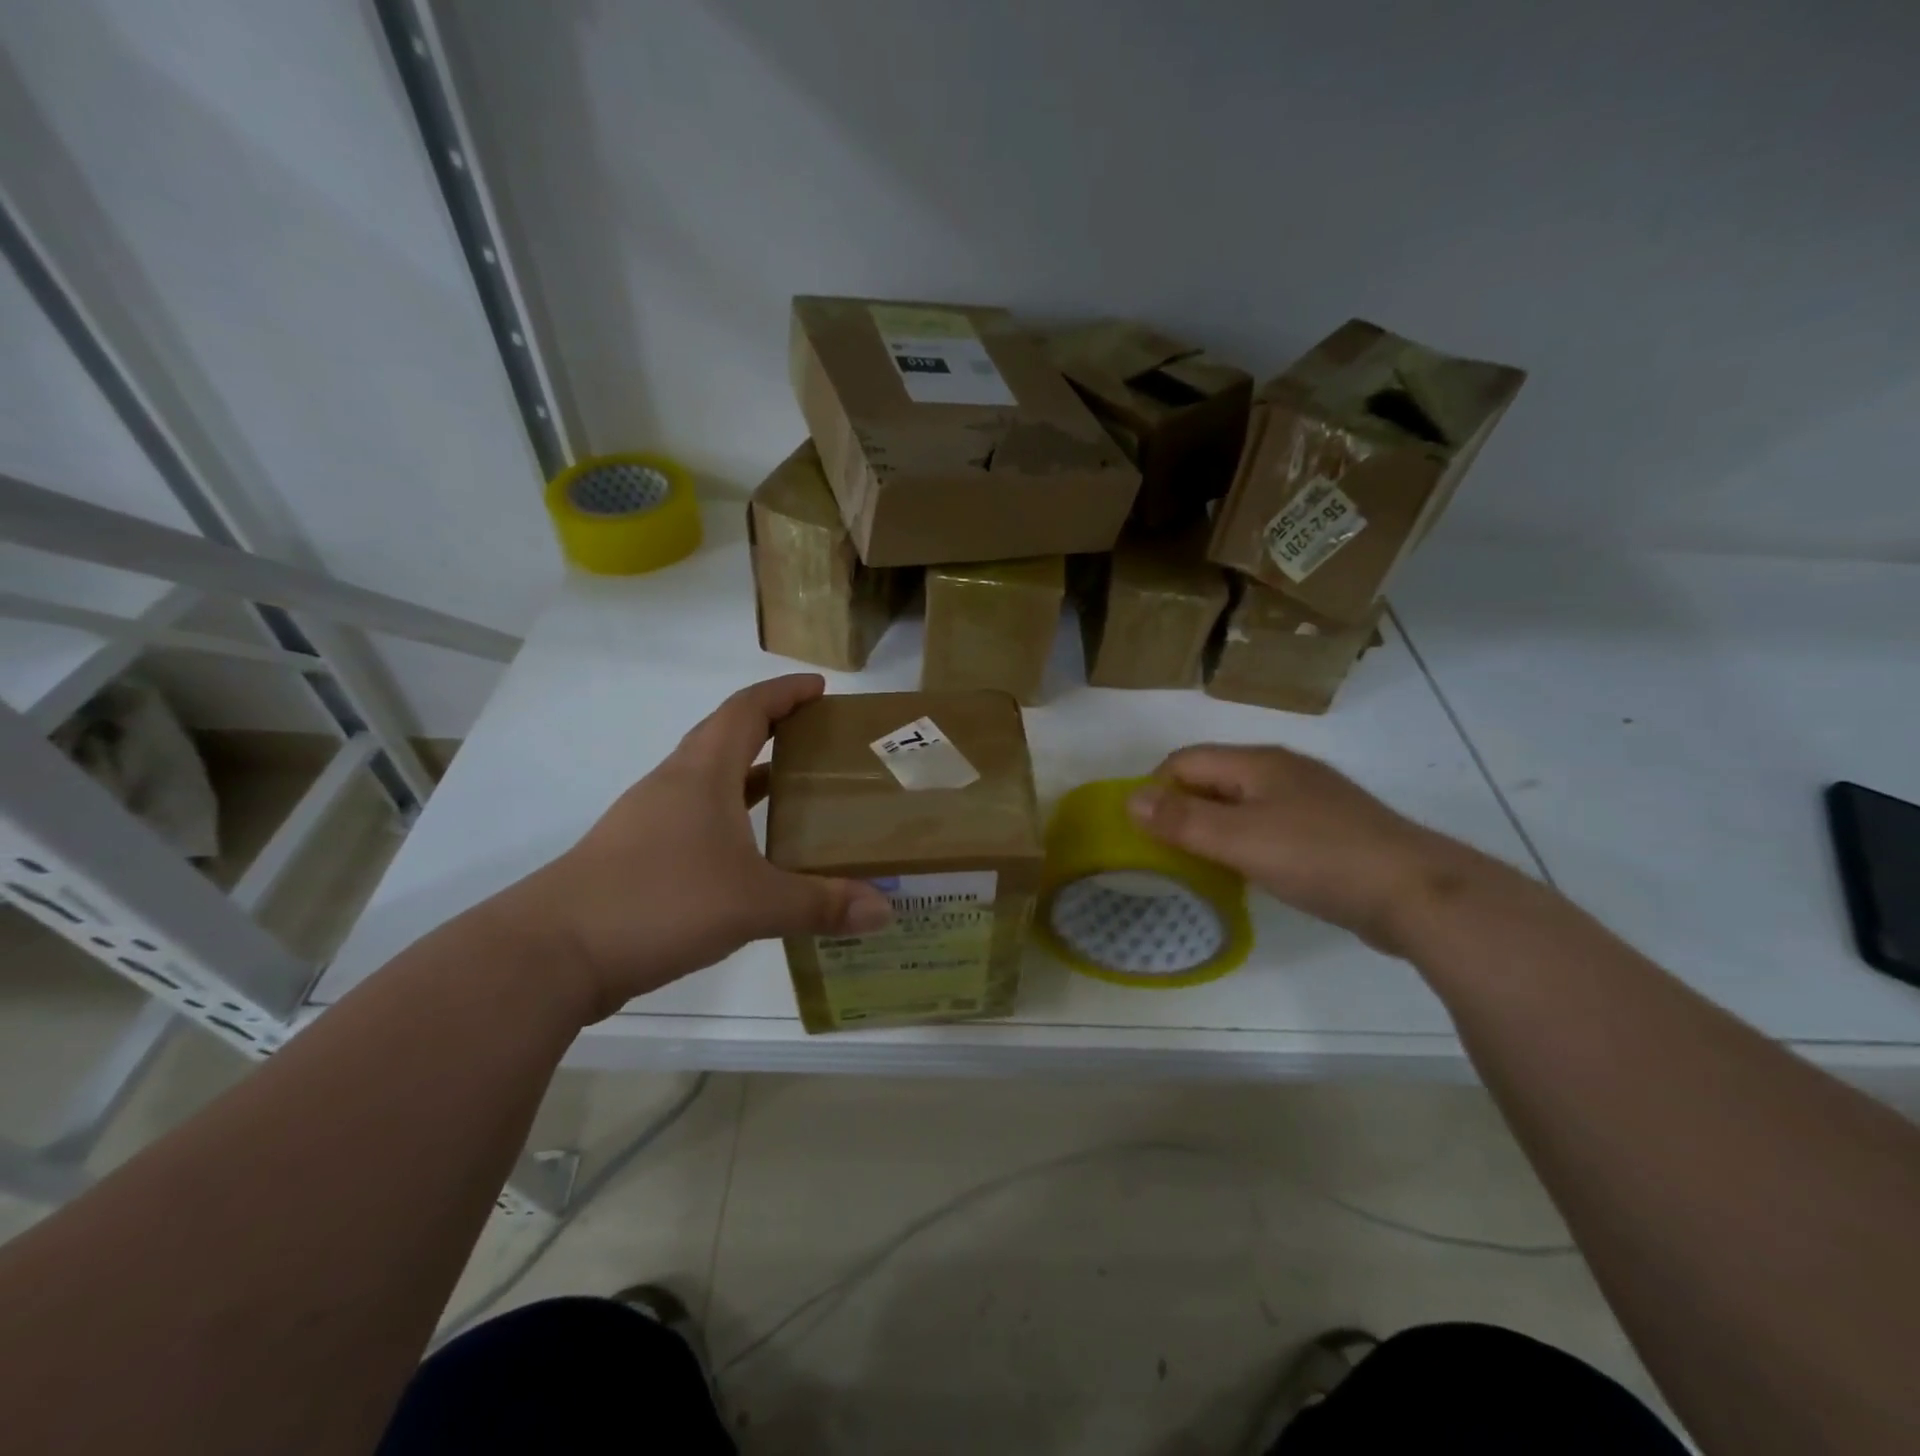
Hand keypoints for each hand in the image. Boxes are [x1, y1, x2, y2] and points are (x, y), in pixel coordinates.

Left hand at [506, 675, 892, 1019]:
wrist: (552, 952)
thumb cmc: (659, 902)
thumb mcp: (753, 904)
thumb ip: (820, 904)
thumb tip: (885, 909)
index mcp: (702, 773)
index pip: (746, 710)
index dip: (784, 693)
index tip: (820, 688)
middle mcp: (674, 784)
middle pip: (725, 736)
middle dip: (772, 728)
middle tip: (818, 739)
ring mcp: (649, 820)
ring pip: (709, 780)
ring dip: (749, 775)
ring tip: (795, 791)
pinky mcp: (636, 855)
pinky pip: (695, 817)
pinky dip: (729, 816)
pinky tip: (750, 851)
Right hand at [1127, 744, 1491, 953]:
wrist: (1416, 892)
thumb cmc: (1318, 857)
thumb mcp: (1239, 839)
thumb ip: (1182, 820)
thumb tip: (1129, 799)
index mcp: (1258, 762)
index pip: (1185, 761)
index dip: (1156, 790)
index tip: (1145, 832)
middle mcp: (1282, 771)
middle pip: (1213, 779)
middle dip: (1183, 810)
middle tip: (1168, 852)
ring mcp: (1310, 799)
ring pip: (1242, 803)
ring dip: (1214, 828)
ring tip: (1202, 865)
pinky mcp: (1330, 829)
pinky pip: (1269, 825)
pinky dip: (1247, 842)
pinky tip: (1251, 871)